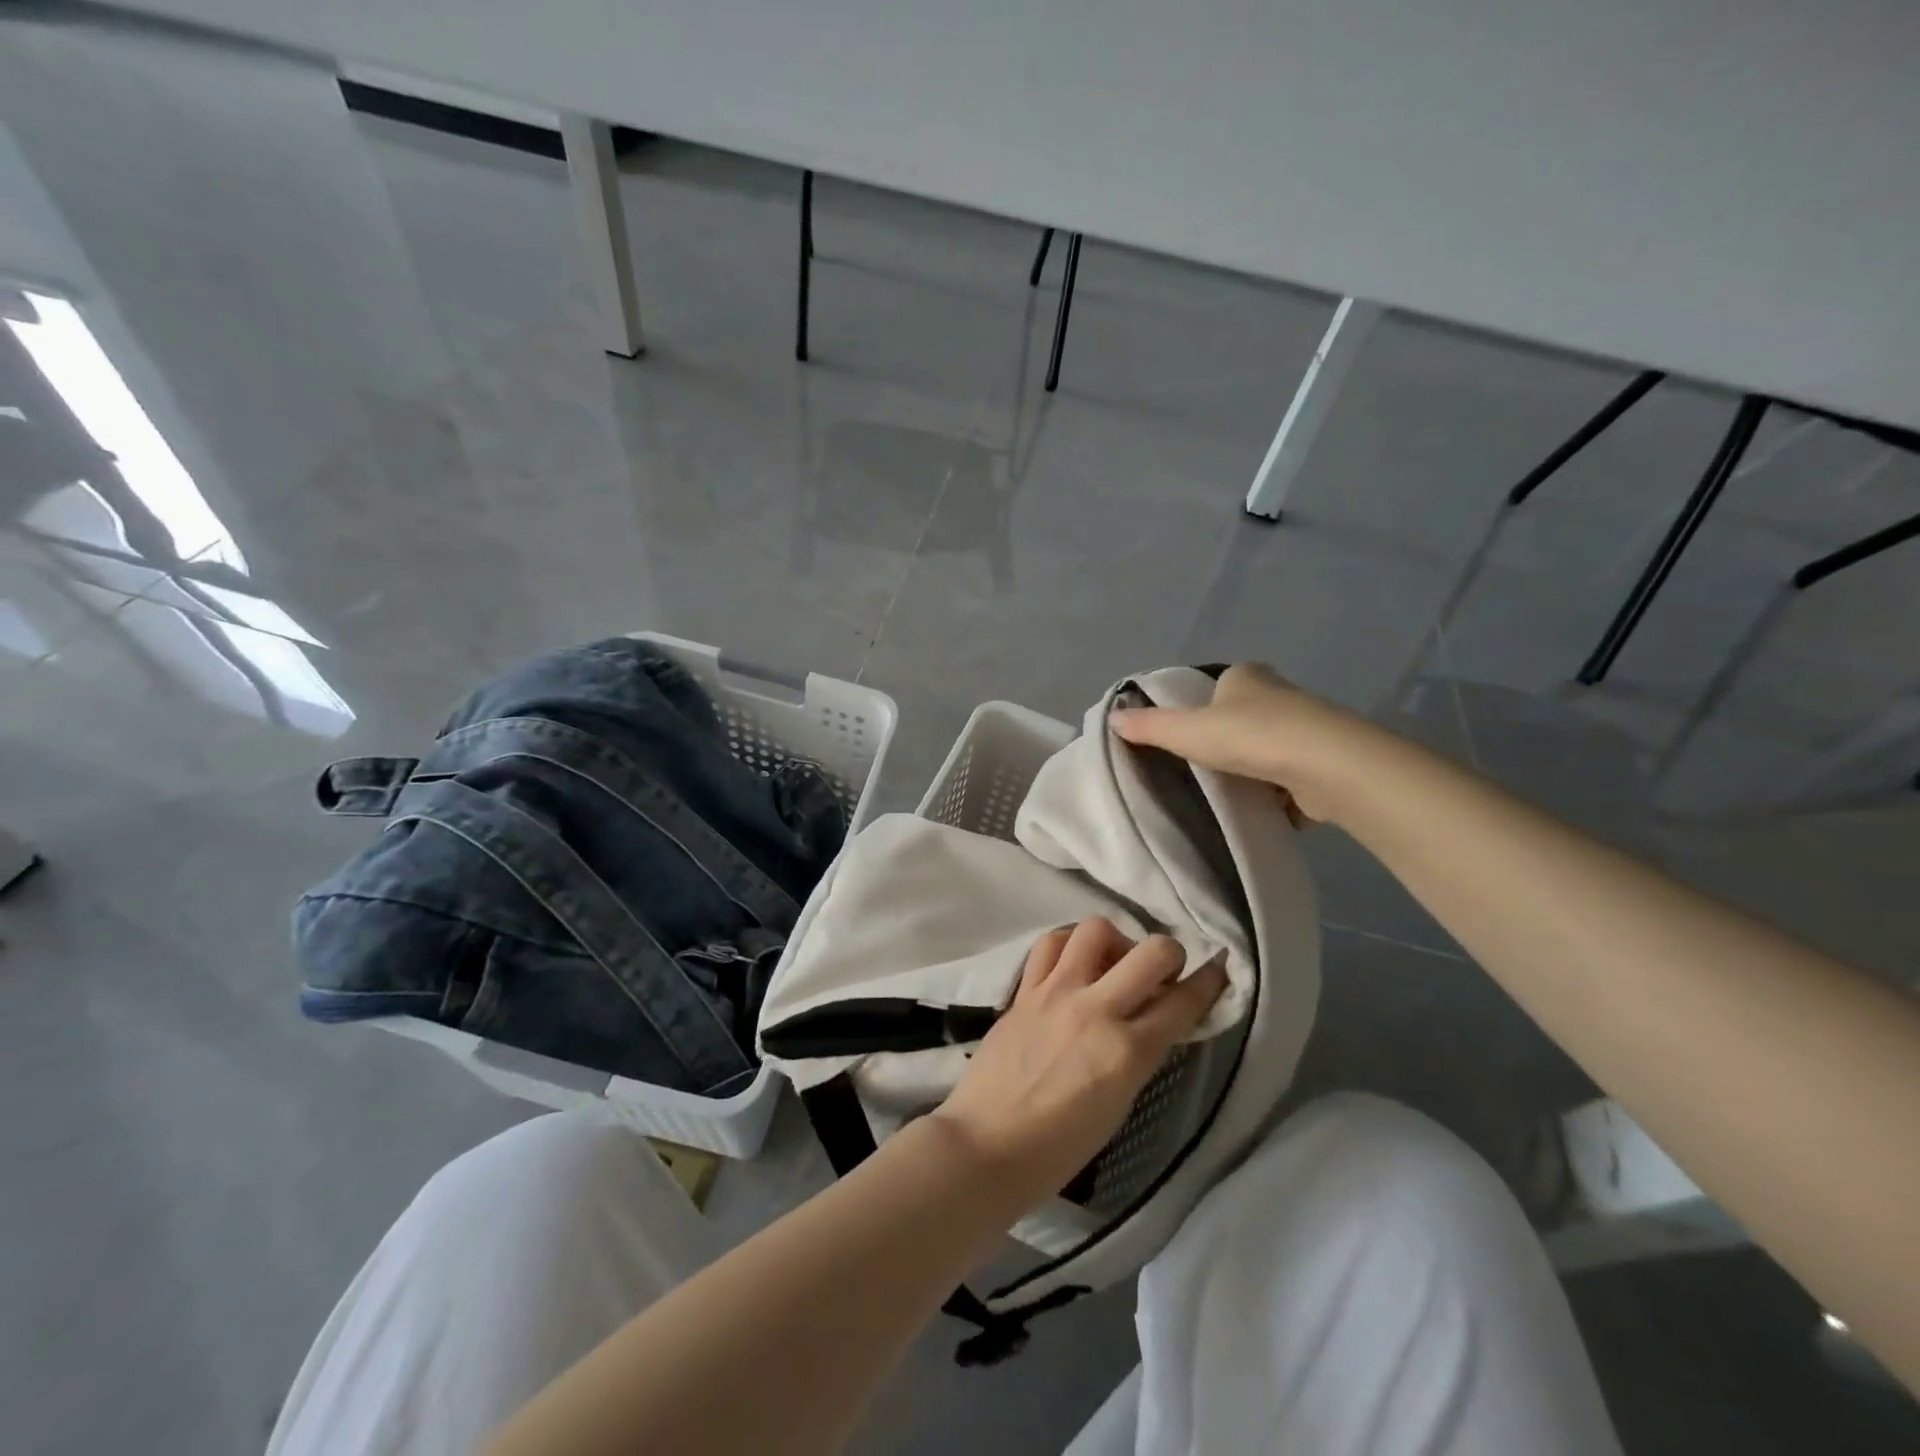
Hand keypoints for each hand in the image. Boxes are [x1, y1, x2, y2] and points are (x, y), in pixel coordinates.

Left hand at [929, 918, 1227, 1208]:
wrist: (986, 1146)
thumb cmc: (1059, 1148)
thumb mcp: (1119, 1105)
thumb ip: (1140, 1055)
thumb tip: (1155, 1019)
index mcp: (1127, 1052)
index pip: (1182, 1002)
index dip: (1209, 982)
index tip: (1217, 968)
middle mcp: (1095, 1010)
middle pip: (1151, 951)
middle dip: (1169, 953)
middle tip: (1162, 972)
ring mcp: (1055, 993)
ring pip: (1097, 929)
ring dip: (1116, 941)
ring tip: (1111, 963)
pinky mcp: (1024, 990)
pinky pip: (1051, 944)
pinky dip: (1069, 944)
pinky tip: (1072, 963)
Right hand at [1109, 662, 1367, 824]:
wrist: (1325, 766)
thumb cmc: (1250, 735)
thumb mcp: (1186, 730)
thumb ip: (1149, 727)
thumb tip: (1112, 718)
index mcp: (1247, 676)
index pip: (1218, 685)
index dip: (1200, 707)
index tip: (1185, 736)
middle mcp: (1281, 695)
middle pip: (1245, 717)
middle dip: (1227, 740)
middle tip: (1200, 768)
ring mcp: (1307, 730)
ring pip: (1269, 748)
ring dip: (1252, 769)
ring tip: (1226, 793)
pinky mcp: (1324, 765)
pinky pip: (1291, 779)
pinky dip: (1276, 795)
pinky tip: (1259, 811)